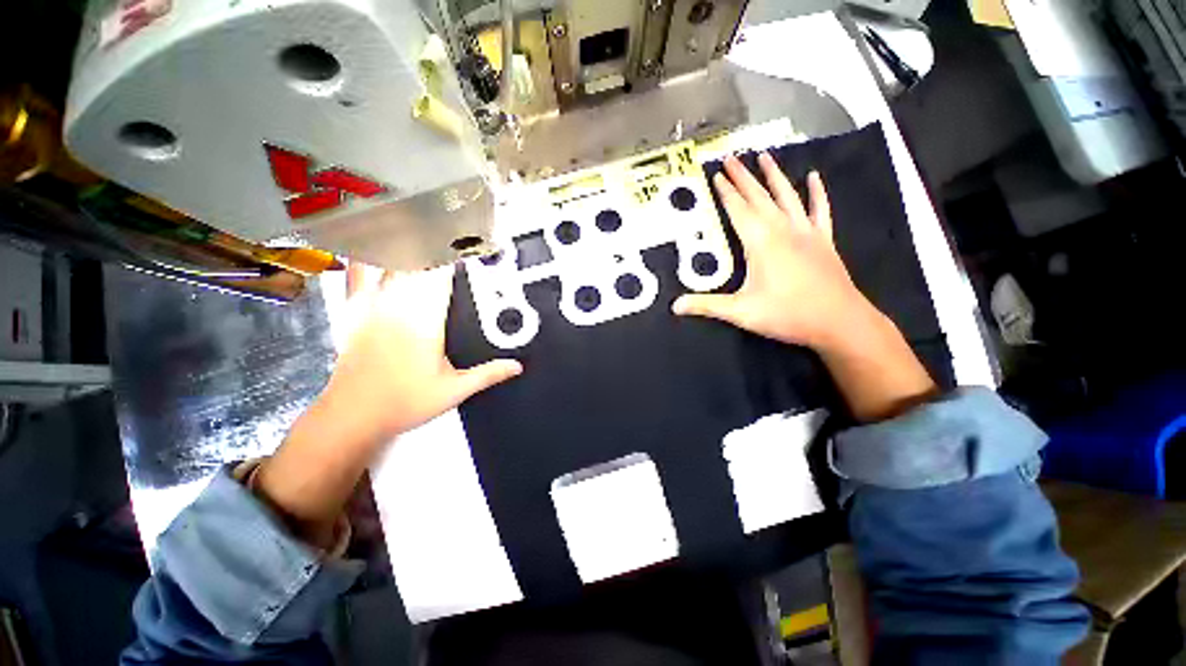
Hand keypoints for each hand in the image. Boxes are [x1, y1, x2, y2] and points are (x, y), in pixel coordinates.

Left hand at [255, 262, 520, 546]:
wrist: (358, 411)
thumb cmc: (403, 402)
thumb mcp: (452, 391)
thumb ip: (486, 374)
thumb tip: (515, 366)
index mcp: (428, 316)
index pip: (445, 270)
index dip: (458, 251)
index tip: (469, 241)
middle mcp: (401, 301)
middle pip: (419, 257)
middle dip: (436, 244)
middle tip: (448, 234)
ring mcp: (375, 301)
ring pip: (392, 259)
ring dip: (407, 246)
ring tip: (418, 232)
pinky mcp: (355, 308)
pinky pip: (359, 272)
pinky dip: (366, 257)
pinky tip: (370, 245)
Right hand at [673, 153, 871, 351]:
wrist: (836, 318)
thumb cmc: (789, 314)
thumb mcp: (744, 313)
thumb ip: (709, 306)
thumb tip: (676, 306)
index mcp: (758, 240)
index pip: (737, 208)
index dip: (725, 191)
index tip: (715, 174)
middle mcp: (780, 227)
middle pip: (757, 195)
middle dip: (742, 176)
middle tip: (730, 157)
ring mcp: (804, 229)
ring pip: (786, 194)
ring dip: (774, 174)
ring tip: (763, 156)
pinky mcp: (823, 237)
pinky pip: (820, 209)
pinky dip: (817, 192)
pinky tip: (814, 176)